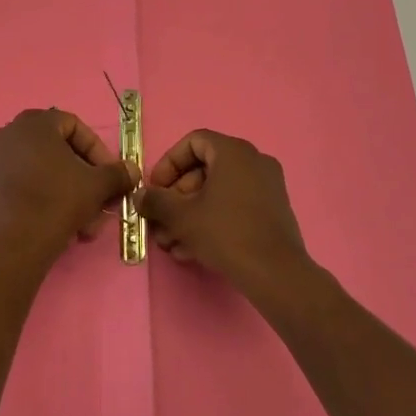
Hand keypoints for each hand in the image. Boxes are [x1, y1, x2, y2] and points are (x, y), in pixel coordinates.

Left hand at [0, 109, 135, 252]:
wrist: (12, 246)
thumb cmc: (57, 202)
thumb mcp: (96, 186)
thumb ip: (117, 173)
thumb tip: (132, 170)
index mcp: (33, 124)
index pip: (74, 126)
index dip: (97, 150)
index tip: (109, 175)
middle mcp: (6, 135)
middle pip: (55, 151)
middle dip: (81, 177)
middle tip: (96, 201)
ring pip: (37, 172)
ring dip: (63, 192)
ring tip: (79, 222)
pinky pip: (17, 187)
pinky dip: (37, 199)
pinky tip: (52, 225)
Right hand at [134, 129, 308, 287]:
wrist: (275, 273)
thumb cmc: (225, 233)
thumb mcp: (181, 216)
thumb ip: (156, 201)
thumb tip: (139, 196)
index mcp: (234, 152)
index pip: (193, 142)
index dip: (168, 164)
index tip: (155, 189)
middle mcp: (254, 162)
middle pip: (204, 170)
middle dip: (176, 198)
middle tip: (160, 222)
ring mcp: (267, 187)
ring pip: (217, 193)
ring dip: (189, 215)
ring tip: (171, 243)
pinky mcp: (272, 211)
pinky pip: (234, 206)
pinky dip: (211, 221)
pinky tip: (191, 250)